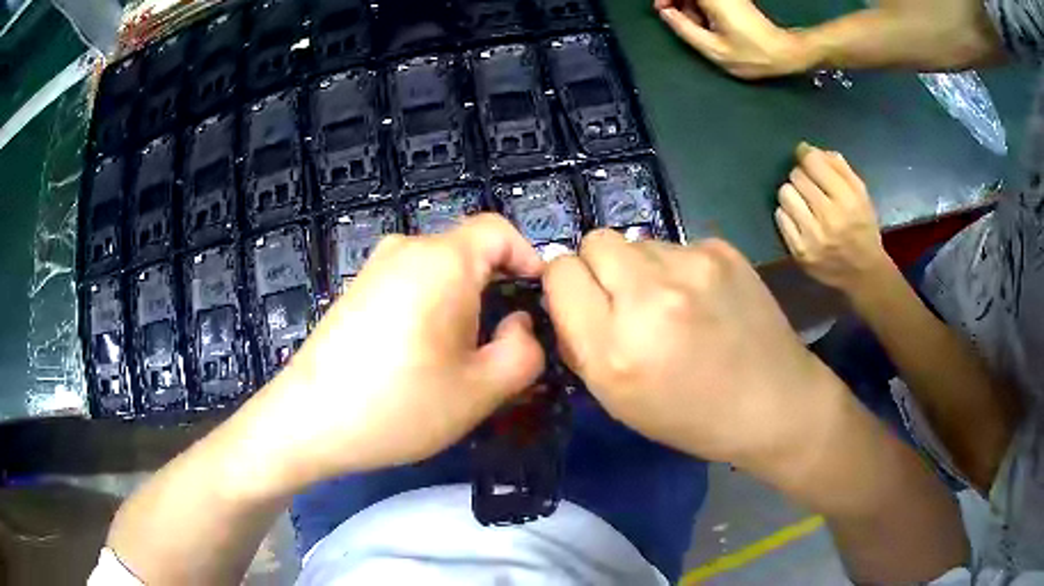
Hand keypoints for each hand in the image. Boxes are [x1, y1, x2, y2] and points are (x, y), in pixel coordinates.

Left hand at [242, 214, 545, 490]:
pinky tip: (420, 357)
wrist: (307, 421)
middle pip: (469, 253)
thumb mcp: (481, 390)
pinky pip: (409, 286)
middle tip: (503, 346)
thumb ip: (525, 351)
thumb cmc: (399, 405)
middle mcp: (406, 250)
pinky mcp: (357, 291)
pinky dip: (431, 310)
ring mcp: (375, 269)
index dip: (529, 257)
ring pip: (439, 273)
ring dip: (463, 306)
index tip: (539, 301)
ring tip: (462, 359)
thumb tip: (520, 325)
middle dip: (497, 291)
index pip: (499, 230)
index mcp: (441, 261)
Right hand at [543, 230, 838, 474]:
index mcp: (616, 348)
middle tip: (627, 300)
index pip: (560, 272)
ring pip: (637, 240)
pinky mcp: (723, 250)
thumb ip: (580, 344)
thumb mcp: (617, 401)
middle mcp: (650, 296)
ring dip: (642, 268)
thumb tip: (567, 301)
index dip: (567, 285)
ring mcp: (692, 266)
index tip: (584, 303)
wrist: (774, 403)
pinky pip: (677, 245)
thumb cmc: (691, 417)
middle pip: (595, 241)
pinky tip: (704, 299)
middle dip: (600, 267)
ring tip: (674, 304)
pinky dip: (679, 268)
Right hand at [654, 0, 816, 78]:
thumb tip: (666, 14)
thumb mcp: (714, 49)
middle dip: (676, 1)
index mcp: (714, 0)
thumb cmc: (753, 55)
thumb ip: (685, 30)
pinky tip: (705, 23)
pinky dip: (699, 7)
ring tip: (695, 26)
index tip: (663, 9)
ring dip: (688, 6)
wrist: (784, 53)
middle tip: (673, 17)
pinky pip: (707, 0)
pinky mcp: (733, 0)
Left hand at [774, 142, 893, 294]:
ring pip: (785, 194)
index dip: (806, 155)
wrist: (863, 274)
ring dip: (792, 193)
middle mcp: (828, 218)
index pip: (812, 163)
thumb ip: (839, 168)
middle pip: (796, 176)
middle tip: (810, 185)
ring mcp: (811, 237)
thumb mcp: (861, 194)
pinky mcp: (798, 252)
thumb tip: (808, 149)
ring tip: (803, 202)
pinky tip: (799, 218)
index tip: (805, 156)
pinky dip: (787, 214)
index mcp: (847, 201)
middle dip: (802, 176)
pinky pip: (780, 218)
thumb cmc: (863, 228)